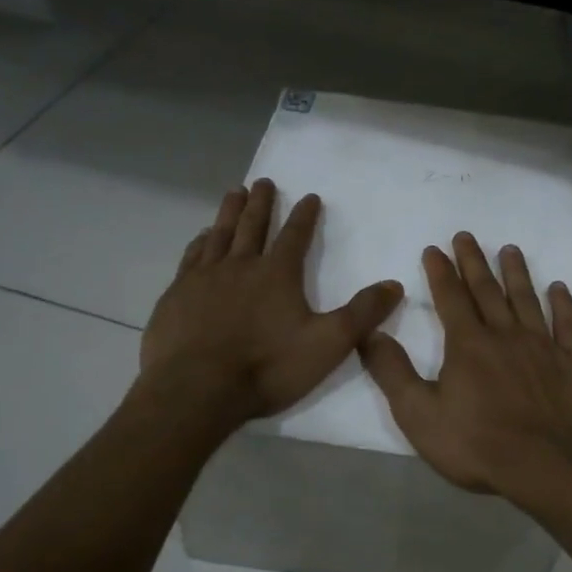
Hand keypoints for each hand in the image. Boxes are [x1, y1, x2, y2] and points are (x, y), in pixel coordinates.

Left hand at [136, 179, 403, 427]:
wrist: (197, 390)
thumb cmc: (267, 367)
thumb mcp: (328, 344)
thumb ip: (362, 314)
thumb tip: (394, 285)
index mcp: (277, 274)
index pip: (295, 236)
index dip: (305, 215)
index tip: (310, 196)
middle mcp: (240, 266)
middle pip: (253, 226)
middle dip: (262, 203)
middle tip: (264, 181)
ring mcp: (204, 278)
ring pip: (220, 235)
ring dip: (229, 213)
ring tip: (234, 193)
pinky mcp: (176, 295)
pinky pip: (191, 258)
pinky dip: (199, 242)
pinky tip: (201, 238)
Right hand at [360, 232, 571, 495]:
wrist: (549, 467)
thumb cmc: (478, 444)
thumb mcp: (419, 415)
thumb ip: (393, 373)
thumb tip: (369, 334)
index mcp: (468, 345)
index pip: (450, 298)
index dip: (440, 272)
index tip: (434, 248)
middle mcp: (506, 335)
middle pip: (487, 290)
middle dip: (473, 261)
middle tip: (466, 235)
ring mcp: (544, 346)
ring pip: (527, 300)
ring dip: (517, 273)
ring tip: (510, 250)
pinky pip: (568, 324)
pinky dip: (563, 304)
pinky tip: (559, 287)